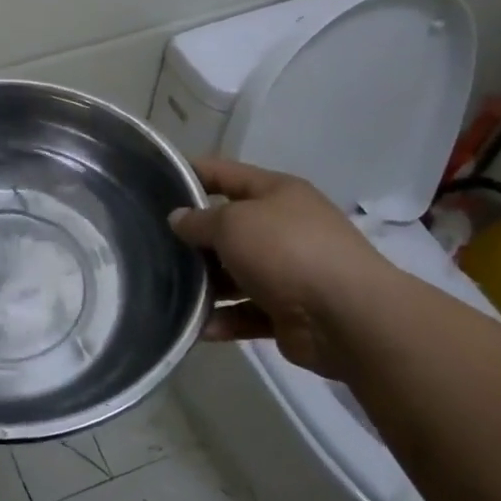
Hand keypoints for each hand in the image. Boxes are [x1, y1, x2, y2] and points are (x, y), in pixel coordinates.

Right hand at [169, 158, 394, 379]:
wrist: (348, 318)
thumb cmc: (286, 251)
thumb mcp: (233, 223)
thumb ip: (199, 221)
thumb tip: (178, 219)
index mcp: (277, 193)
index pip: (225, 173)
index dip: (191, 173)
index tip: (155, 181)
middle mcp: (283, 228)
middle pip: (229, 227)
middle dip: (194, 237)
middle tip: (152, 244)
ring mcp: (288, 272)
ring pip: (235, 273)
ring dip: (206, 283)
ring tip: (168, 289)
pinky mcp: (288, 313)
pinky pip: (246, 312)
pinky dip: (224, 319)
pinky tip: (199, 326)